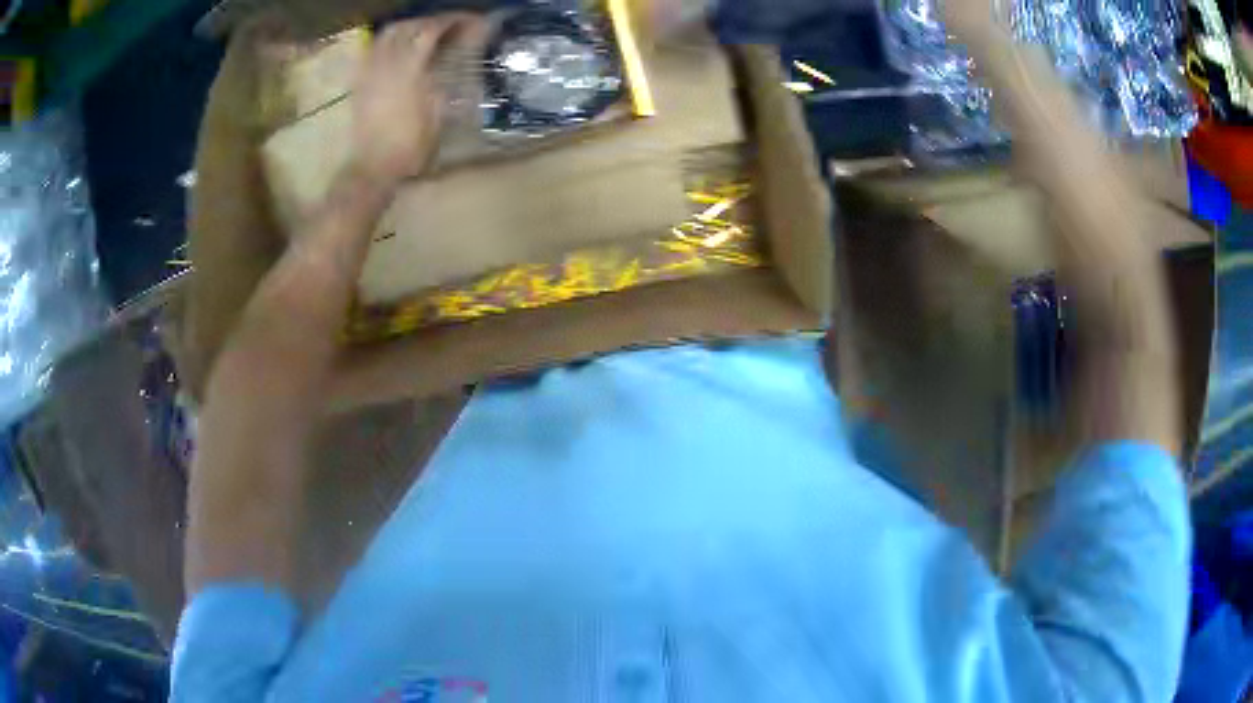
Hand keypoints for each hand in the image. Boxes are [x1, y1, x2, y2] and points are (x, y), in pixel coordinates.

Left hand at [349, 14, 482, 187]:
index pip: (430, 31)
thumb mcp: (437, 113)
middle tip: (450, 25)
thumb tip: (454, 58)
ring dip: (409, 26)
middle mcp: (386, 65)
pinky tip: (400, 48)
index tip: (470, 19)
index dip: (452, 20)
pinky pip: (373, 50)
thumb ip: (442, 79)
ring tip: (425, 31)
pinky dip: (390, 41)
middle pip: (408, 26)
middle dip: (431, 20)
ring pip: (387, 34)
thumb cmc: (409, 146)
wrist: (373, 167)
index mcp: (408, 71)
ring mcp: (370, 72)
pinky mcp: (360, 82)